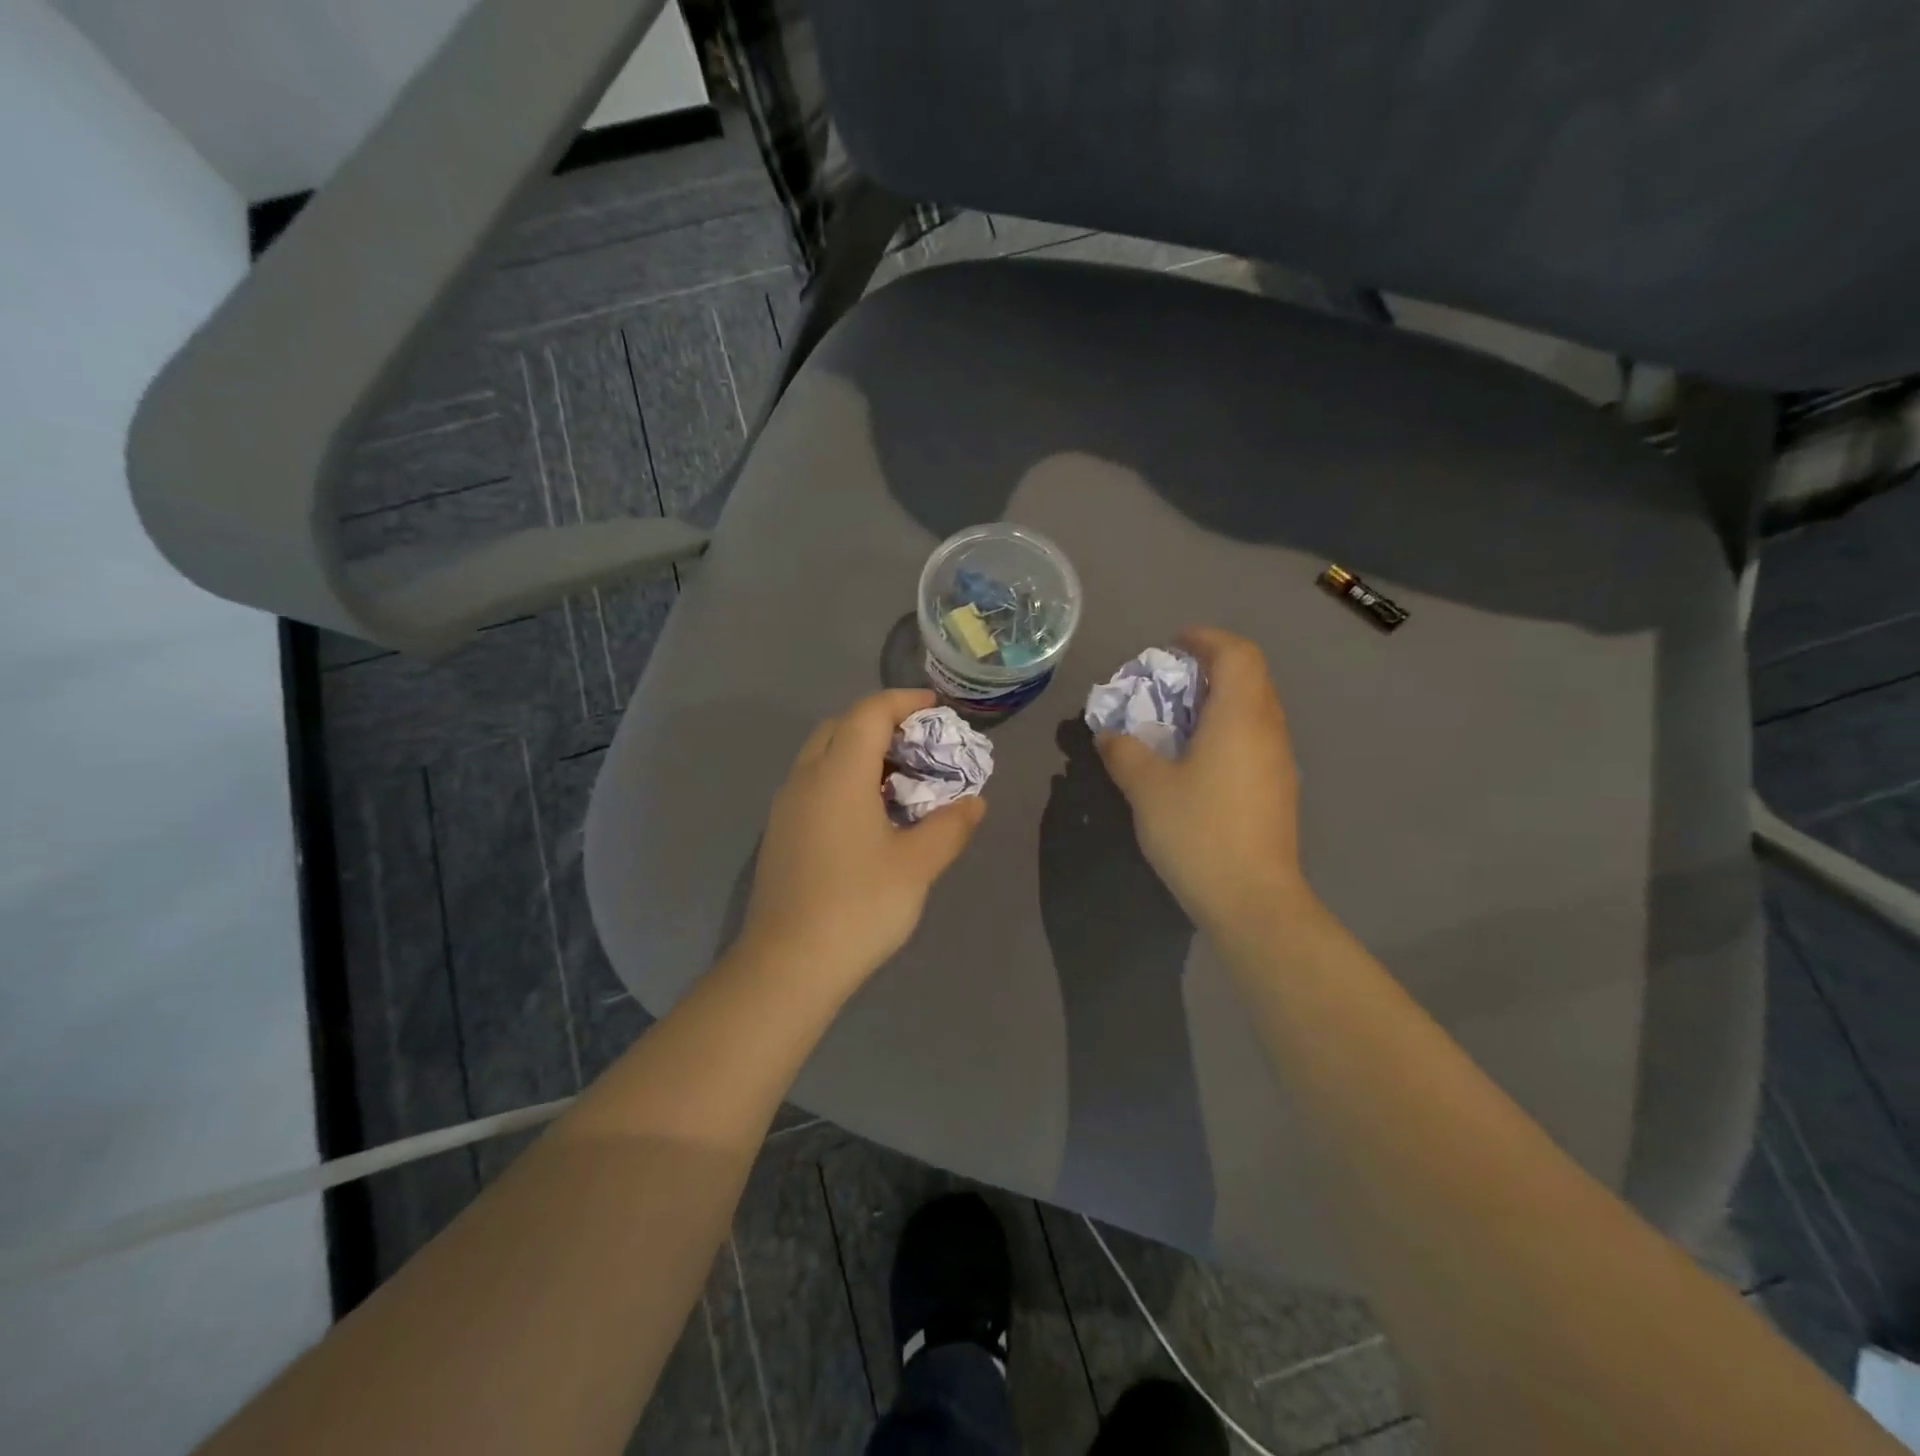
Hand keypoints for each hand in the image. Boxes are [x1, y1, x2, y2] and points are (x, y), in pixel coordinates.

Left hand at [738, 689, 987, 998]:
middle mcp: (805, 779)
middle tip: (919, 743)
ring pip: (822, 754)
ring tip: (900, 777)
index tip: (936, 708)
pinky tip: (869, 812)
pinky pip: (814, 782)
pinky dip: (843, 776)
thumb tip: (974, 802)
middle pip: (840, 726)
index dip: (903, 702)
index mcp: (837, 775)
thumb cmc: (859, 907)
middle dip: (881, 722)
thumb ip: (950, 826)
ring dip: (860, 750)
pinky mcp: (781, 832)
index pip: (868, 713)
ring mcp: (786, 806)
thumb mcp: (917, 865)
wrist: (787, 966)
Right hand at [1096, 628, 1312, 933]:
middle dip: (1212, 666)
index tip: (1173, 644)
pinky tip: (1199, 758)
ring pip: (1256, 708)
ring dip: (1221, 700)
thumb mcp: (1146, 788)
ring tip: (1180, 717)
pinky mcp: (1280, 789)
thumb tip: (1110, 735)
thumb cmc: (1198, 832)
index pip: (1237, 653)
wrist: (1252, 900)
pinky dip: (1228, 728)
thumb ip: (1124, 752)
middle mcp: (1269, 729)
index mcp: (1240, 716)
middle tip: (1170, 680)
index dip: (1206, 639)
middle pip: (1251, 676)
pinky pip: (1256, 737)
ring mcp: (1280, 761)